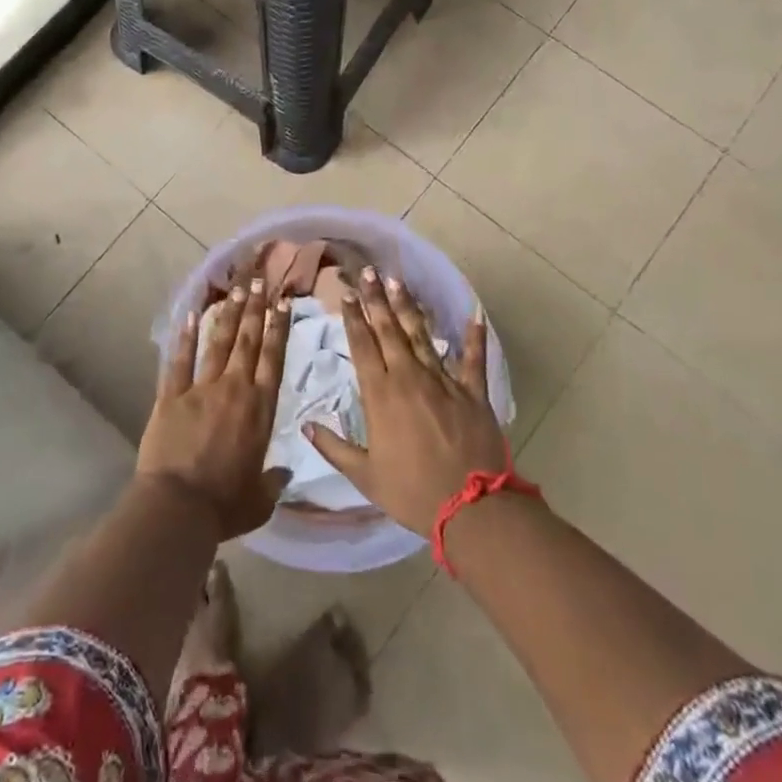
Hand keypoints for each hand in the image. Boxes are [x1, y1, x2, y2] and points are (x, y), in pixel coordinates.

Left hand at [137, 274, 291, 538]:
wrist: (178, 507)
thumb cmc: (225, 506)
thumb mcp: (259, 500)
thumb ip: (273, 482)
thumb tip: (284, 474)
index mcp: (260, 410)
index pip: (273, 360)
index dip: (279, 329)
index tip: (283, 304)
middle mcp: (234, 390)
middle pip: (247, 341)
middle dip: (255, 309)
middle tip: (260, 281)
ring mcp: (200, 389)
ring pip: (217, 342)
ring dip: (228, 314)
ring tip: (236, 288)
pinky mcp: (171, 396)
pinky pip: (179, 360)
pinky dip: (184, 336)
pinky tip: (190, 314)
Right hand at [305, 268, 507, 536]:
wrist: (471, 509)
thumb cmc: (412, 492)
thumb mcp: (365, 476)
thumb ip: (334, 447)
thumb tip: (306, 424)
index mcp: (381, 395)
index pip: (362, 346)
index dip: (353, 319)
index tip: (346, 295)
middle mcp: (410, 377)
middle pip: (389, 331)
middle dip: (376, 300)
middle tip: (368, 273)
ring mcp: (444, 381)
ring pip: (422, 336)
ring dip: (409, 308)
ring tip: (398, 282)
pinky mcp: (473, 392)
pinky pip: (474, 359)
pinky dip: (474, 337)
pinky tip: (474, 314)